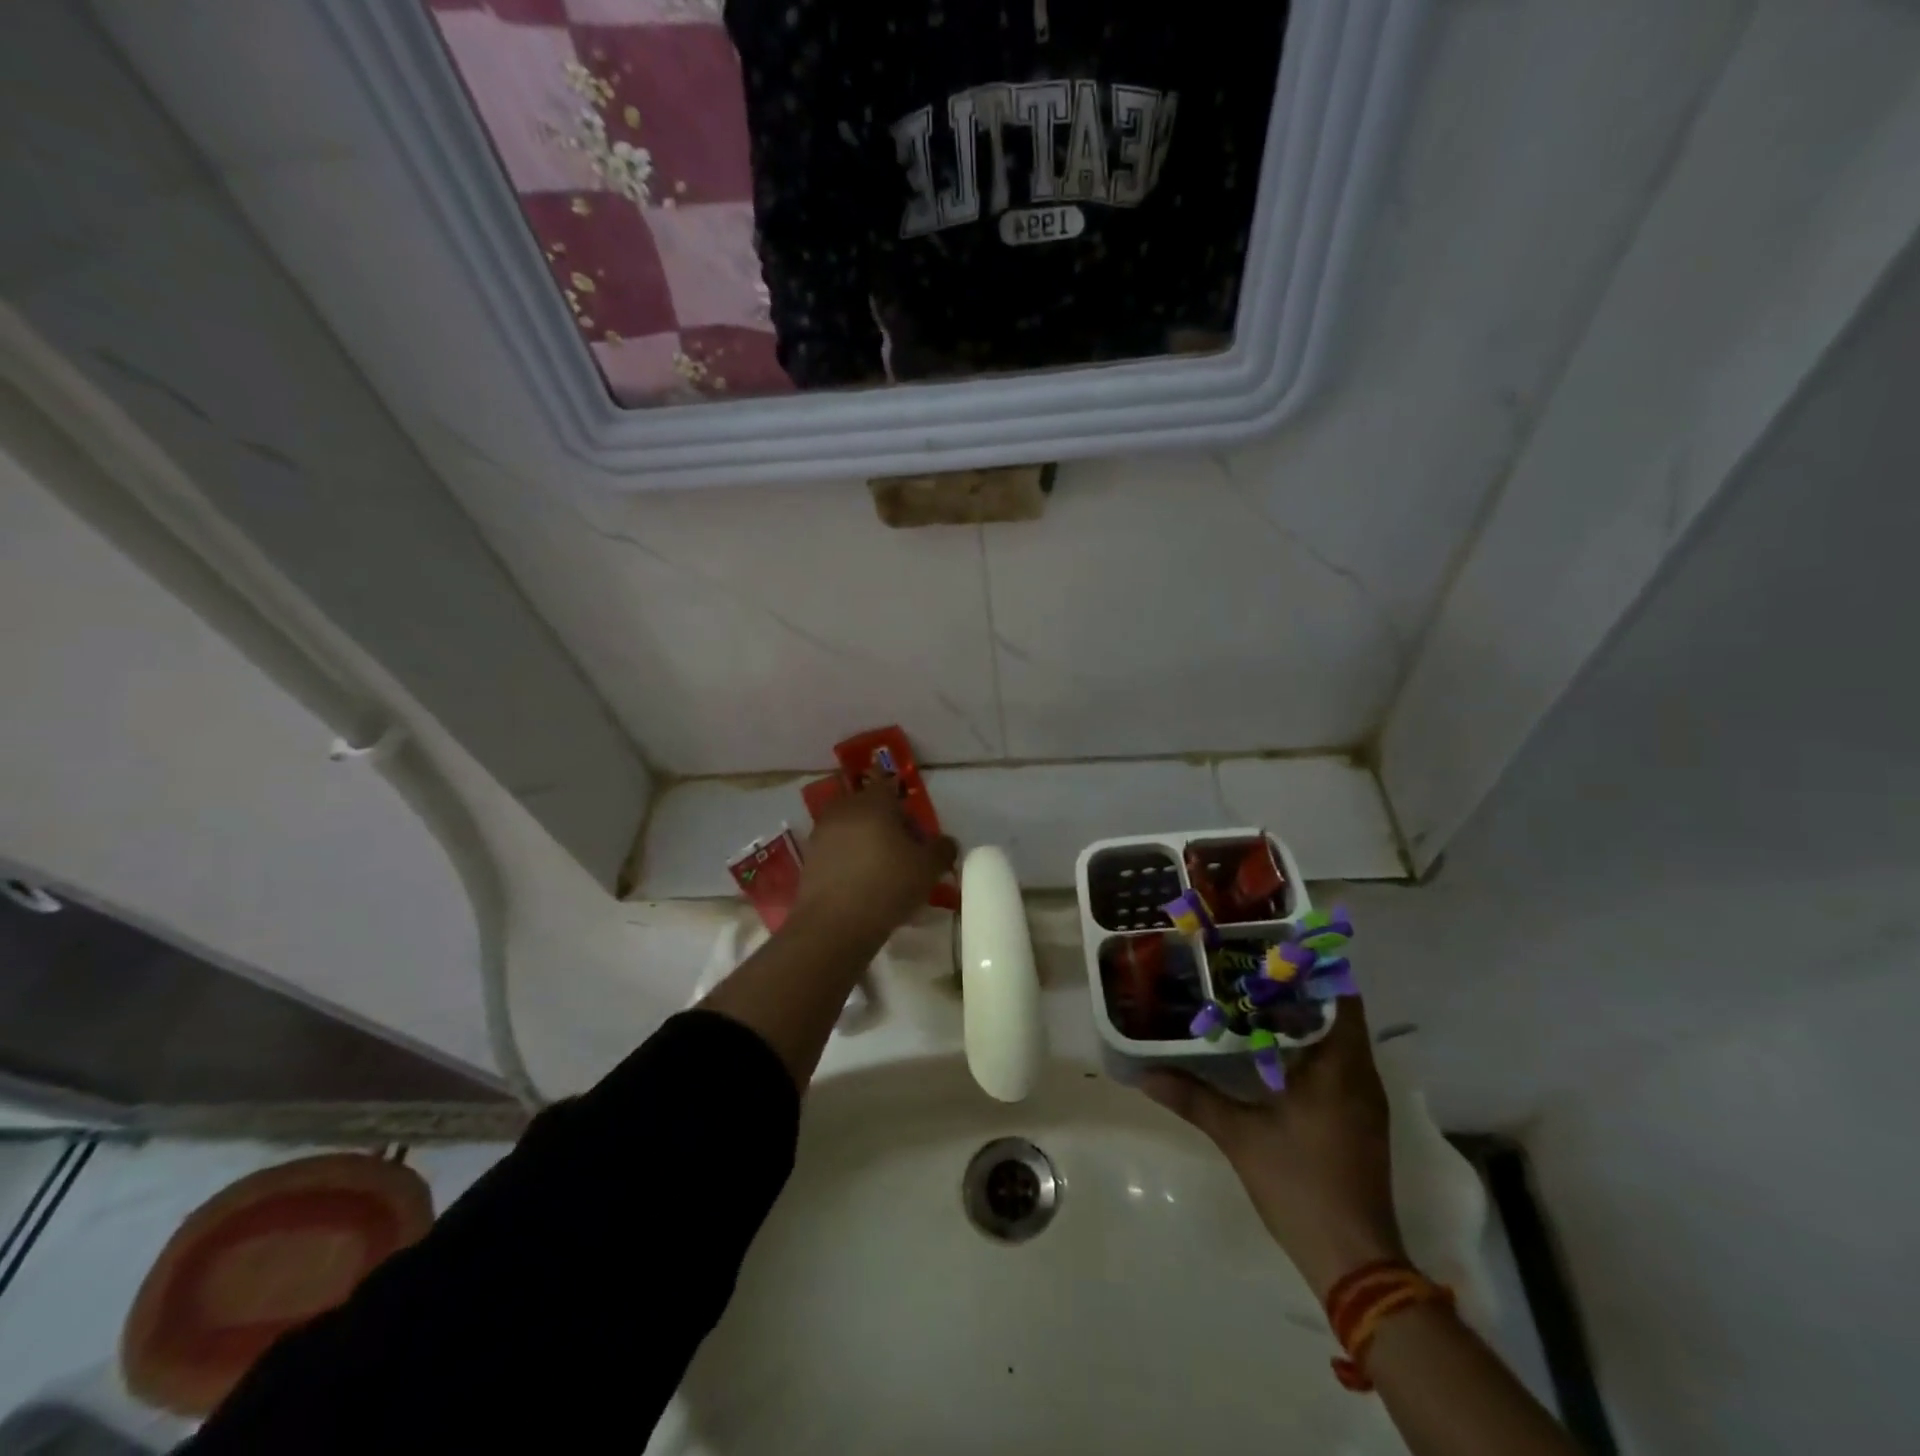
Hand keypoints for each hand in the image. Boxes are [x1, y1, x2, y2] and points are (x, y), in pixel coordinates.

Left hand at [791, 779, 957, 946]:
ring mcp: (822, 834)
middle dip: (887, 826)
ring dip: (867, 844)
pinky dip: (850, 862)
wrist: (835, 924)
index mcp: (874, 801)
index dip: (906, 807)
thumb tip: (945, 843)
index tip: (916, 833)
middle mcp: (844, 809)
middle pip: (870, 808)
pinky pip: (837, 852)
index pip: (890, 786)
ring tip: (884, 872)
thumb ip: (943, 849)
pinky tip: (863, 886)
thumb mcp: (929, 868)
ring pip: (852, 830)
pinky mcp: (809, 860)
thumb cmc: (888, 884)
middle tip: (904, 853)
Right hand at [1142, 997, 1403, 1298]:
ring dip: (1303, 1018)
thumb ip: (1192, 1098)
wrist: (1354, 1260)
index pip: (1339, 996)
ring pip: (1338, 1039)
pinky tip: (1271, 1051)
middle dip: (1298, 989)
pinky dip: (1310, 1048)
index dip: (1310, 968)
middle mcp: (1360, 1075)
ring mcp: (1364, 1100)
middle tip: (1248, 969)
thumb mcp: (1238, 1136)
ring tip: (1253, 1000)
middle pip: (1337, 1012)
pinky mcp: (1360, 1120)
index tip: (1271, 950)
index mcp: (1339, 1067)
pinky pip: (1339, 1064)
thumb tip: (1143, 1074)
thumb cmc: (1300, 1185)